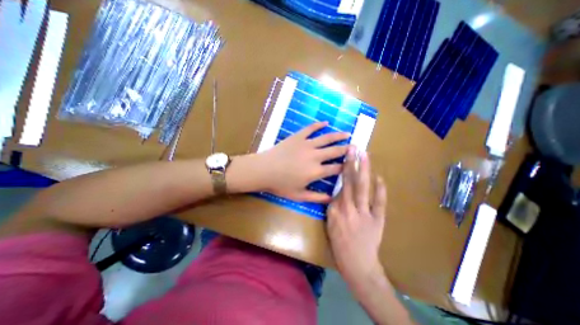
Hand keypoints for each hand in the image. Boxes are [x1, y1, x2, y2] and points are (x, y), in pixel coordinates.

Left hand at [258, 122, 347, 202]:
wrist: (264, 170)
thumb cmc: (280, 185)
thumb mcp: (299, 195)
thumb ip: (316, 197)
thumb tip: (332, 198)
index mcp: (316, 172)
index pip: (336, 169)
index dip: (346, 167)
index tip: (353, 164)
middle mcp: (315, 156)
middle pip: (335, 151)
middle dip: (347, 149)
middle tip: (355, 146)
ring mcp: (306, 144)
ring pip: (326, 138)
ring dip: (338, 135)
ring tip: (347, 133)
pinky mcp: (298, 137)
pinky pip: (310, 128)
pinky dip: (319, 125)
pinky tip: (326, 122)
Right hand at [328, 146, 386, 282]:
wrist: (357, 265)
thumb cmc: (340, 245)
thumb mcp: (330, 225)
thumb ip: (333, 207)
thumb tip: (338, 193)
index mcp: (334, 211)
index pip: (338, 187)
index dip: (342, 171)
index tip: (344, 157)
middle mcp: (347, 209)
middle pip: (348, 182)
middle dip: (350, 163)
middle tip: (352, 148)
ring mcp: (363, 213)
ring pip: (362, 188)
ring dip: (363, 170)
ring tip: (364, 155)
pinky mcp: (377, 219)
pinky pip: (379, 203)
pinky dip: (380, 190)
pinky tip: (380, 177)